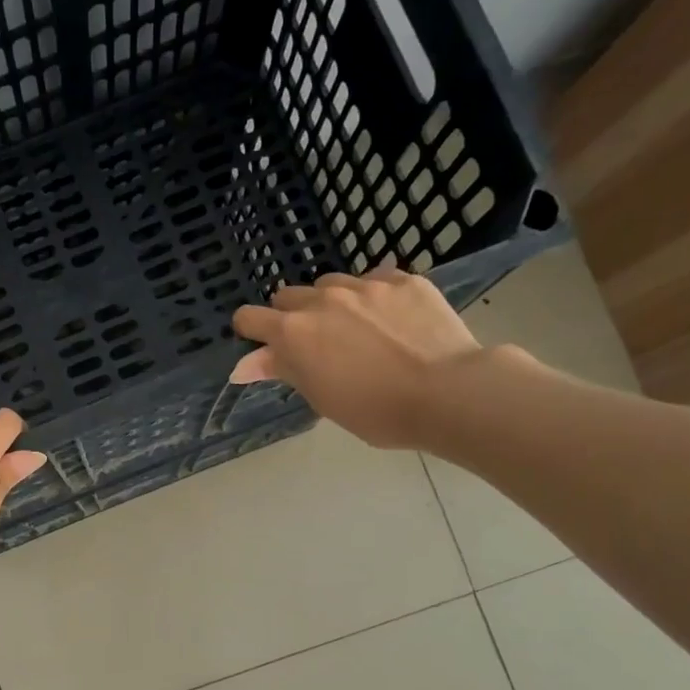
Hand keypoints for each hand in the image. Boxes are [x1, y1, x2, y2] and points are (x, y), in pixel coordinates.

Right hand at [230, 269, 484, 448]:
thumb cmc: (375, 410)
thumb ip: (281, 371)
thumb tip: (242, 366)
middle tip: (315, 345)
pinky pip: (374, 279)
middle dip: (291, 316)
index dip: (252, 332)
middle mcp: (322, 300)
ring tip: (354, 329)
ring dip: (330, 302)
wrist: (447, 392)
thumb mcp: (320, 397)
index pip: (250, 317)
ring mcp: (364, 285)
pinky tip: (390, 320)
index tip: (264, 347)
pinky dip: (372, 296)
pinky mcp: (403, 279)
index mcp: (294, 332)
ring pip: (330, 284)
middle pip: (287, 296)